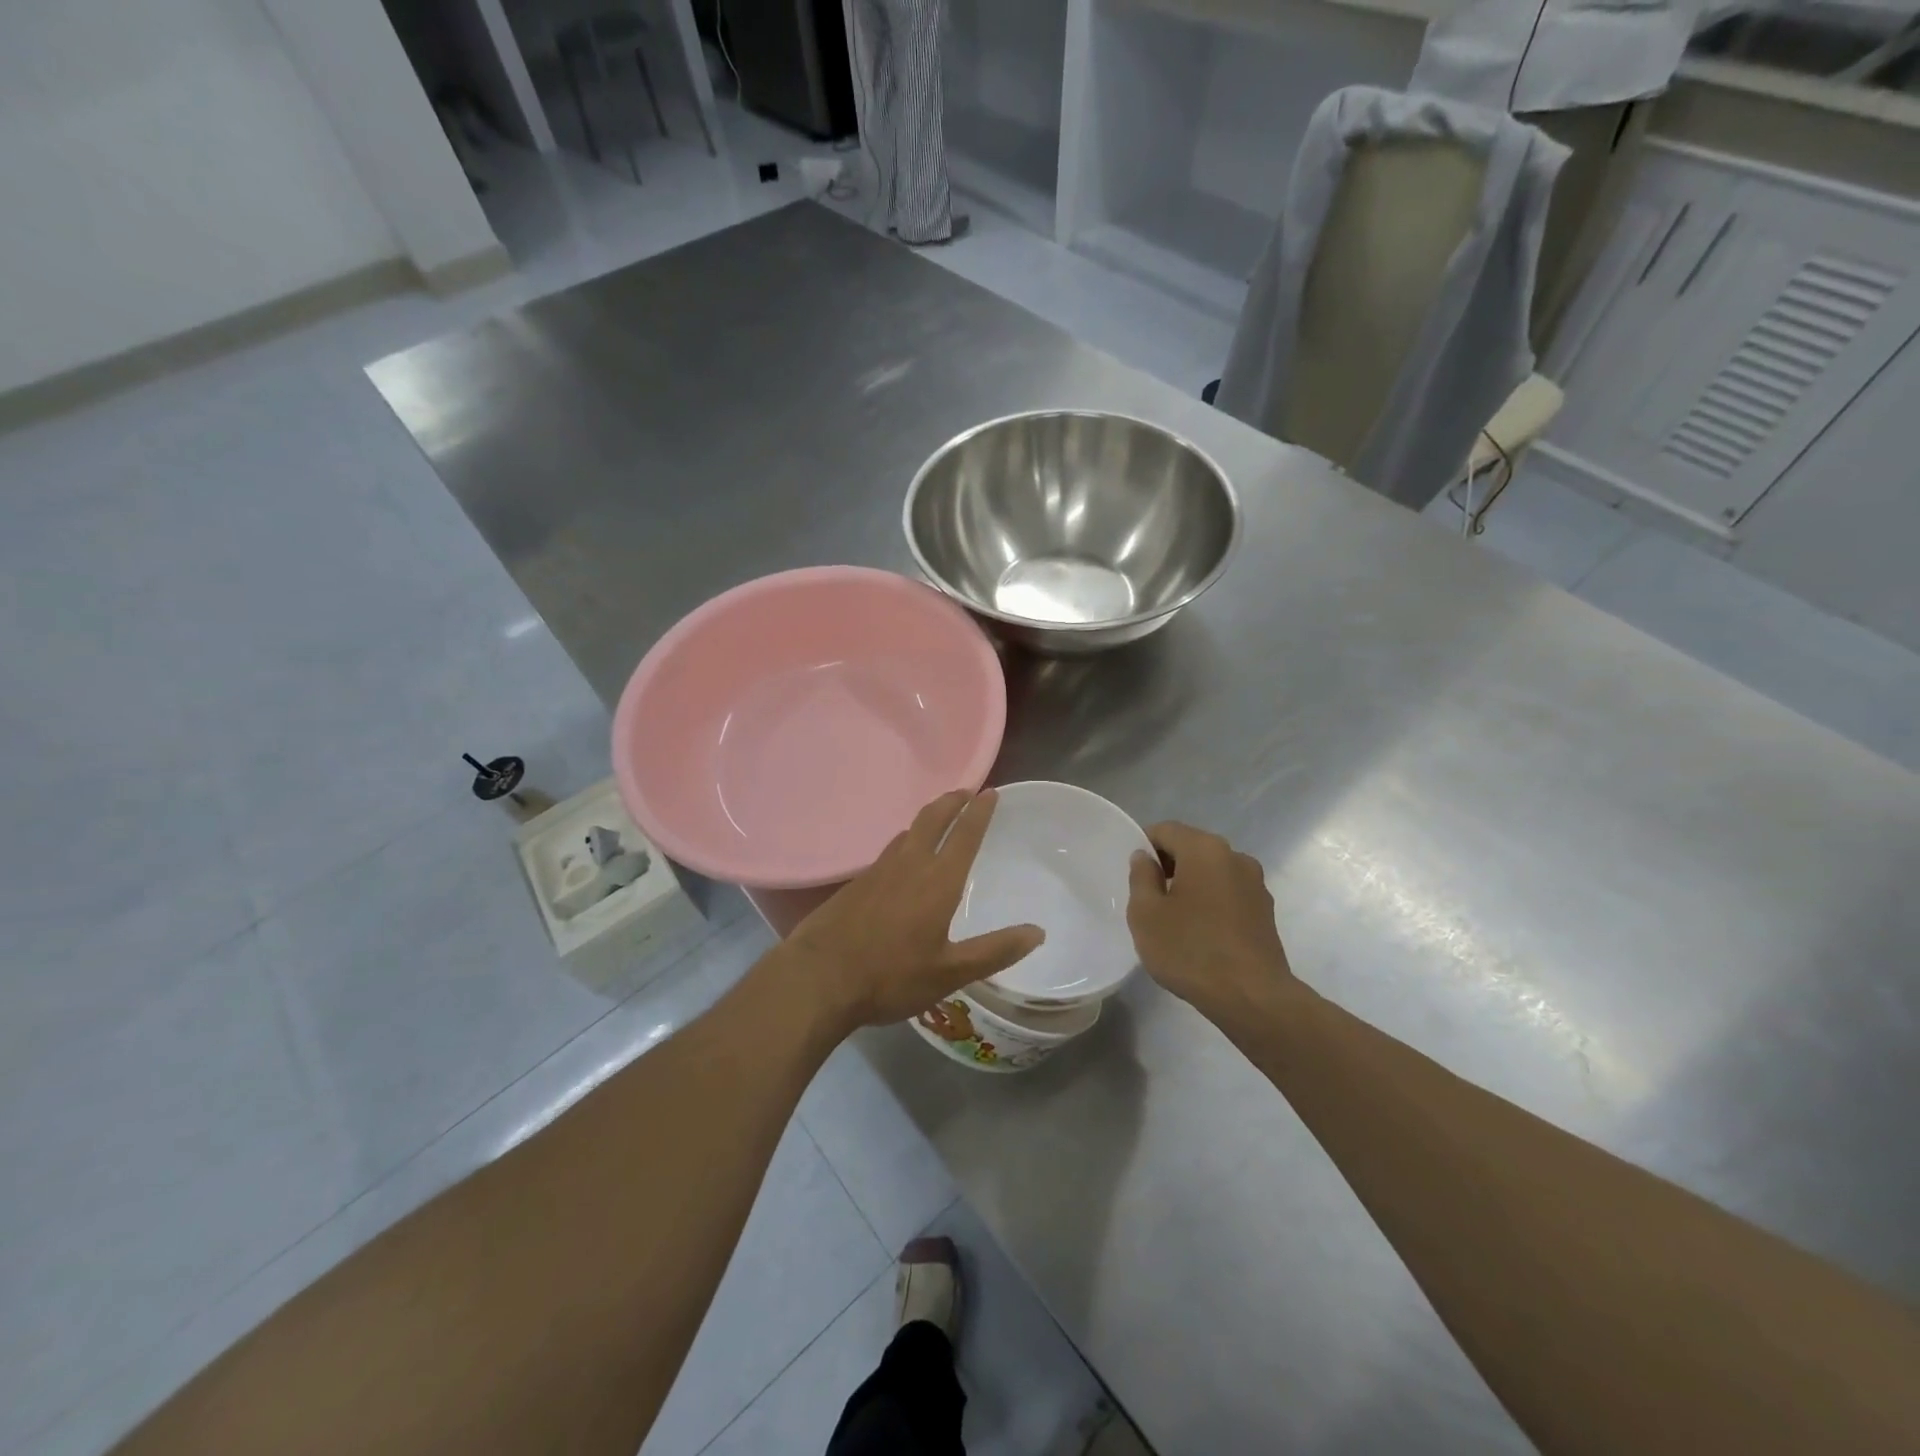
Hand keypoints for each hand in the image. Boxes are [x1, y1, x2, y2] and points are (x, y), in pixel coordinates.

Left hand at [785, 789, 1044, 1030]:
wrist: (818, 978)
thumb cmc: (890, 976)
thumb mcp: (950, 973)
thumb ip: (995, 951)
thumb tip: (1038, 932)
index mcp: (938, 881)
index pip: (965, 835)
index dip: (980, 812)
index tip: (991, 792)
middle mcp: (909, 865)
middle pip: (932, 820)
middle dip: (952, 802)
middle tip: (966, 792)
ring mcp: (878, 871)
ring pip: (907, 832)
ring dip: (927, 818)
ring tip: (939, 818)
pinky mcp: (856, 883)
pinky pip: (888, 850)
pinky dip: (905, 841)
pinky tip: (901, 857)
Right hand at [1127, 822, 1297, 1028]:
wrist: (1252, 997)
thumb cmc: (1191, 950)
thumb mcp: (1146, 914)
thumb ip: (1141, 878)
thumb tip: (1145, 858)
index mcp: (1204, 849)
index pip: (1165, 830)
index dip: (1143, 846)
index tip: (1132, 874)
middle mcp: (1234, 856)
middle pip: (1191, 847)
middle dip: (1168, 865)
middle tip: (1148, 897)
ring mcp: (1255, 883)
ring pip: (1212, 871)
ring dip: (1191, 884)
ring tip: (1173, 918)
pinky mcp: (1265, 910)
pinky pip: (1228, 893)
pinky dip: (1211, 902)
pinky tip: (1200, 933)